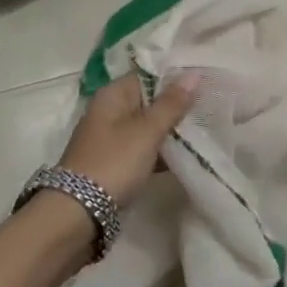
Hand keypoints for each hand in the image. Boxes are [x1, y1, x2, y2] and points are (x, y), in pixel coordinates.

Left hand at [58, 71, 198, 207]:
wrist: (77, 212)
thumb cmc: (114, 162)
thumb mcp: (147, 131)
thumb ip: (171, 104)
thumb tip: (194, 74)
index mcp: (112, 95)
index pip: (147, 74)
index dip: (174, 76)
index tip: (203, 81)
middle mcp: (109, 111)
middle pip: (148, 100)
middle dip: (176, 104)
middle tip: (208, 106)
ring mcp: (110, 138)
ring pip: (146, 126)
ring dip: (170, 129)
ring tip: (203, 129)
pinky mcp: (114, 162)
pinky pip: (142, 148)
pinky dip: (160, 150)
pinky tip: (184, 156)